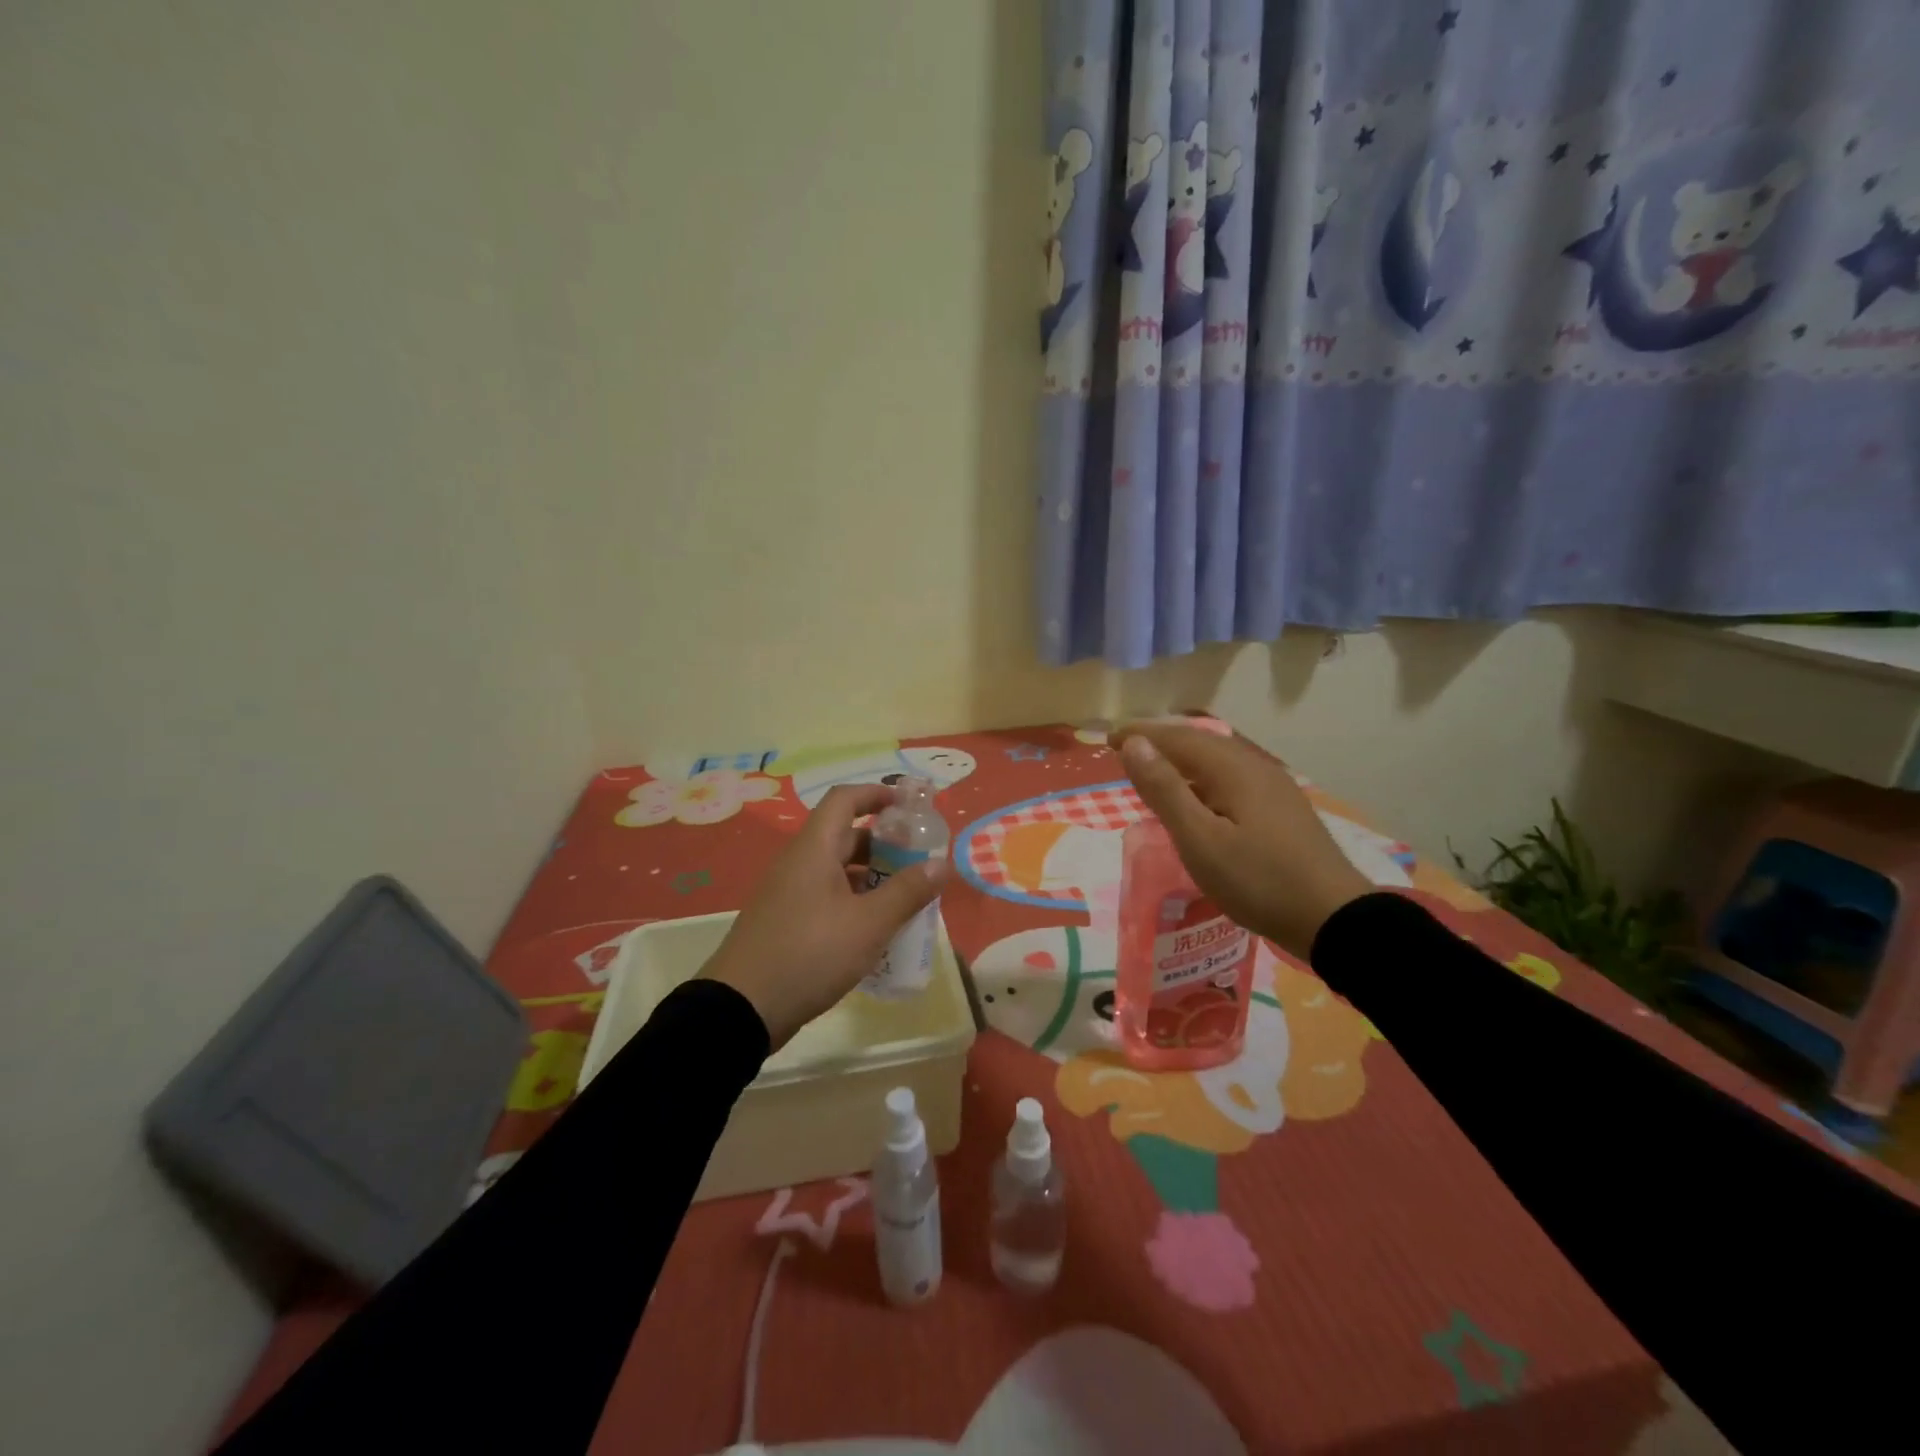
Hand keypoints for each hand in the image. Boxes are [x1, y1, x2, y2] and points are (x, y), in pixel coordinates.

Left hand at [698, 784, 949, 1048]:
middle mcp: (798, 863)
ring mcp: (788, 893)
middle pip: (844, 836)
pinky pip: (826, 896)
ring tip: (906, 898)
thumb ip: (907, 892)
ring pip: (836, 870)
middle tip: (919, 860)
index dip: (877, 794)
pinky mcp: (785, 921)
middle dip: (884, 843)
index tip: (909, 805)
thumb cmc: (809, 954)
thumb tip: (941, 865)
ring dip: (872, 876)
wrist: (741, 1008)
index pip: (844, 800)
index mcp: (814, 849)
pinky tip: (875, 929)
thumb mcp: (868, 925)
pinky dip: (854, 901)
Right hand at [1116, 722, 1370, 961]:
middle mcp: (1255, 767)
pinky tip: (1199, 799)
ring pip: (1218, 760)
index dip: (1141, 735)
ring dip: (1182, 760)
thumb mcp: (1199, 839)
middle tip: (1126, 750)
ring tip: (1155, 772)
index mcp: (1232, 769)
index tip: (1108, 739)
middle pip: (1200, 743)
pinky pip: (1232, 778)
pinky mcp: (1282, 809)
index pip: (1177, 738)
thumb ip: (1164, 790)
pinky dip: (1203, 778)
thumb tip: (1133, 744)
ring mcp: (1274, 788)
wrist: (1333, 918)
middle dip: (1161, 742)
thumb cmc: (1258, 880)